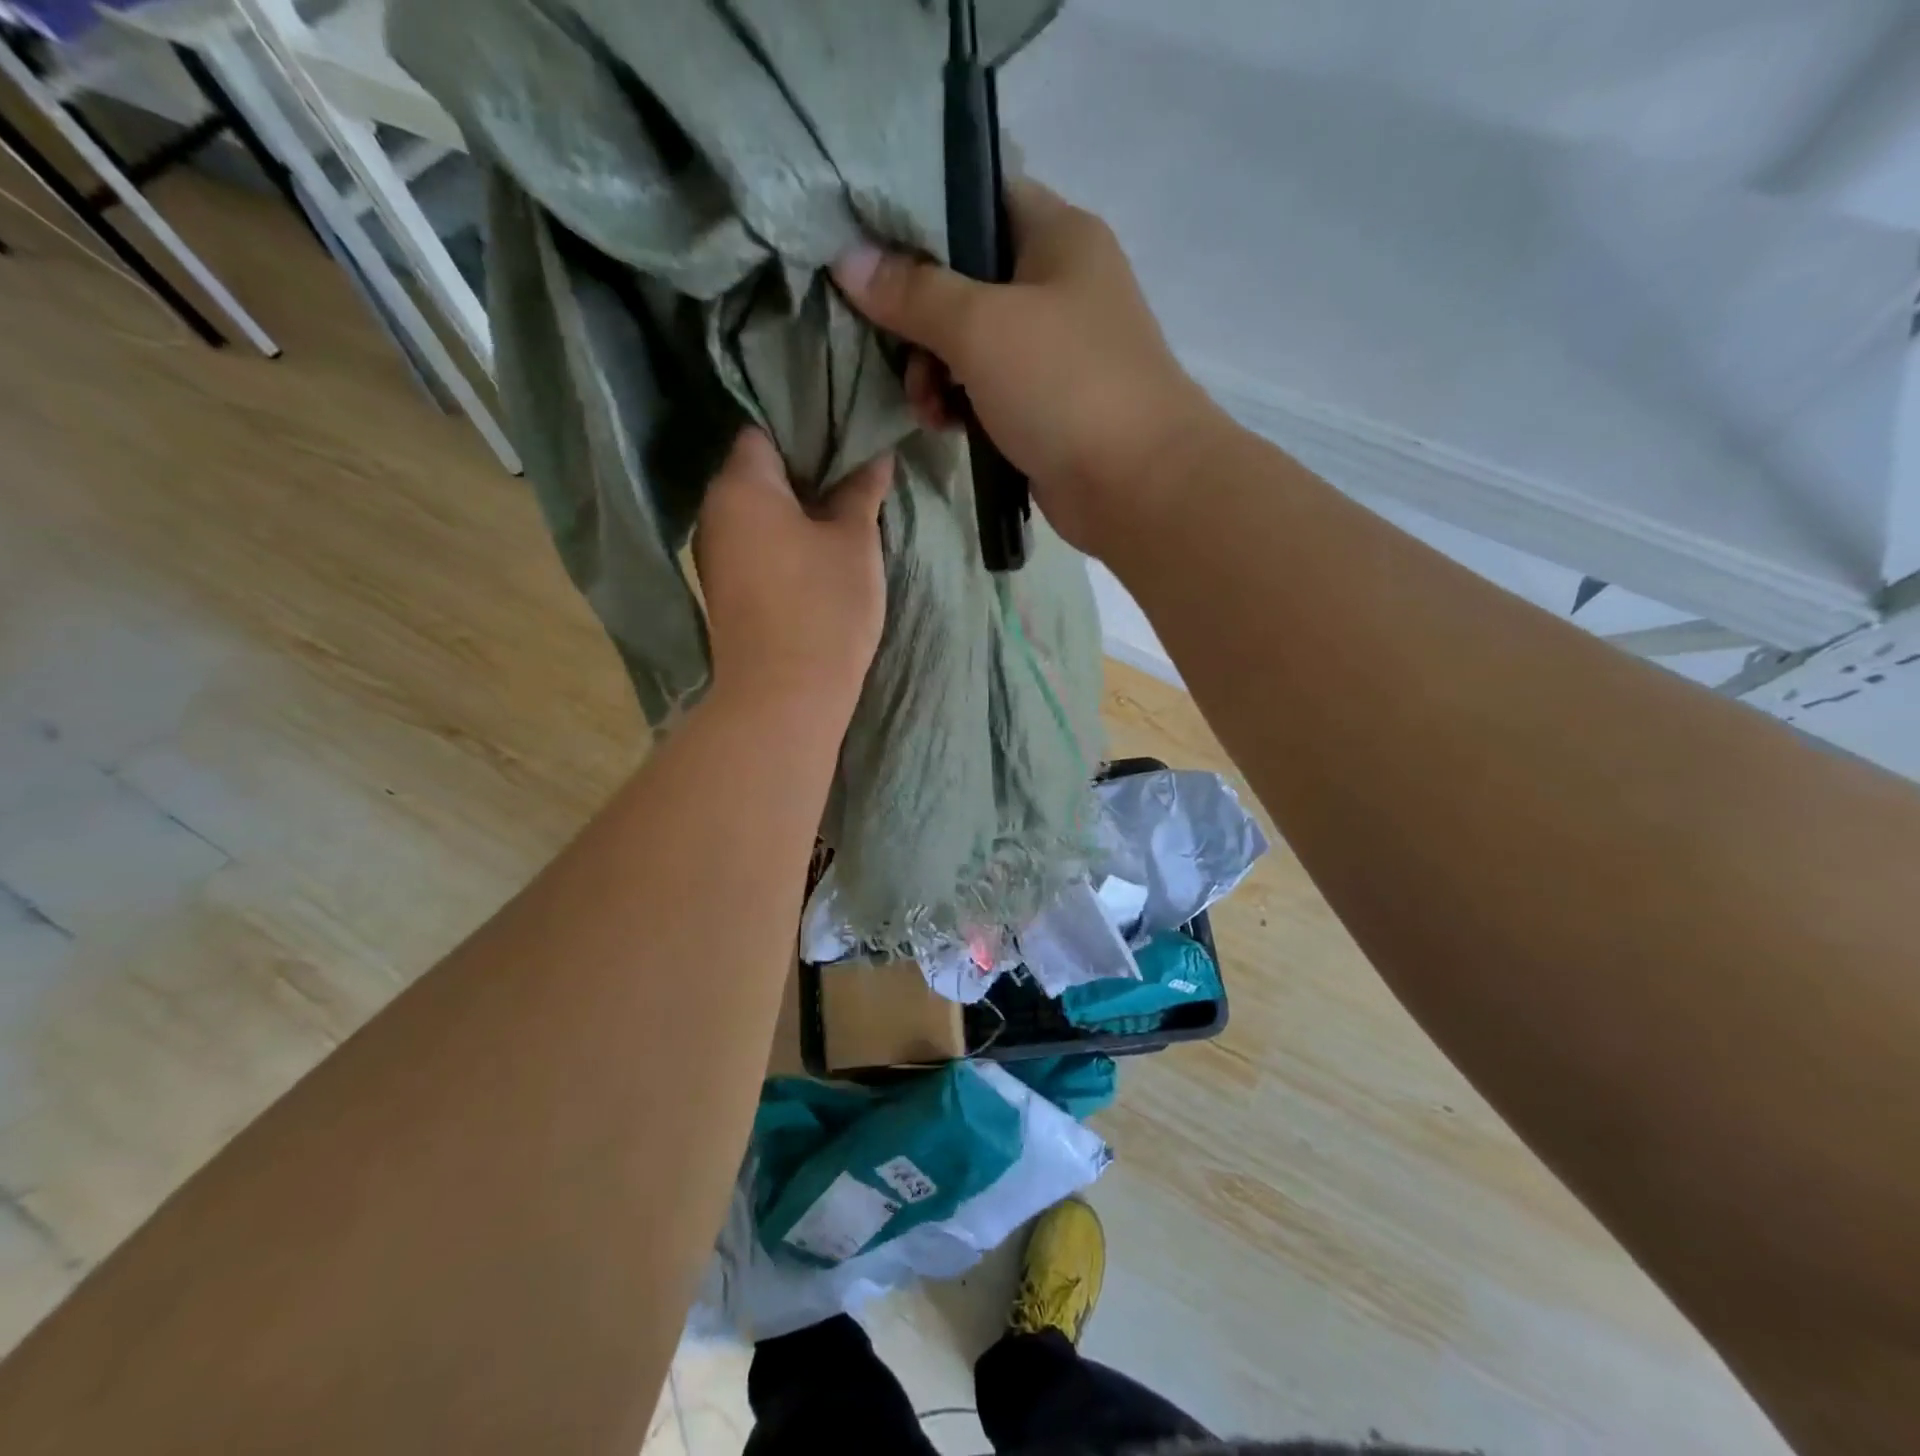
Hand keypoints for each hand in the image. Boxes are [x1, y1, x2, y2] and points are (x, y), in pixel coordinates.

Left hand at [693, 429, 893, 721]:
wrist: (785, 695)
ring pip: (757, 513)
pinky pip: (754, 545)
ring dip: (795, 508)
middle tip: (853, 473)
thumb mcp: (854, 541)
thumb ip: (861, 491)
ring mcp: (714, 554)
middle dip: (804, 470)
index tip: (845, 436)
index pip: (764, 430)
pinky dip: (782, 540)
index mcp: (740, 486)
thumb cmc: (824, 606)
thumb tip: (875, 455)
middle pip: (757, 472)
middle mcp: (714, 512)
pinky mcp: (724, 590)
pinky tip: (817, 551)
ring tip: (841, 511)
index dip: (806, 428)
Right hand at [832, 178, 1218, 557]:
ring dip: (935, 371)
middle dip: (921, 318)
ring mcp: (1056, 351)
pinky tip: (945, 426)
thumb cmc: (1063, 386)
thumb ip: (913, 292)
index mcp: (1058, 236)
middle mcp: (1060, 285)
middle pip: (967, 279)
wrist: (1136, 485)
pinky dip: (962, 403)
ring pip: (973, 343)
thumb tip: (848, 259)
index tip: (868, 250)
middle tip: (895, 351)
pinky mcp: (1048, 406)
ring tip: (925, 407)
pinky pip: (989, 390)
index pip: (978, 197)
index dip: (920, 217)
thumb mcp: (980, 328)